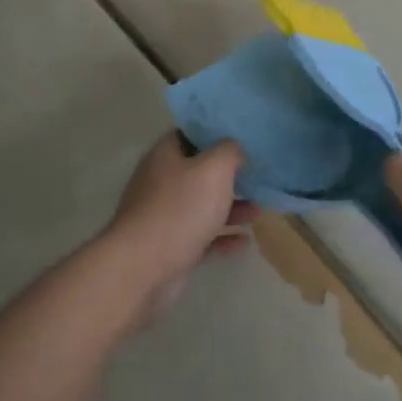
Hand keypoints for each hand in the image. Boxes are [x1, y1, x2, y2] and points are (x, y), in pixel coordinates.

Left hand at [100, 133, 256, 327]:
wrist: (143, 267)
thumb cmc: (180, 208)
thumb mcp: (214, 169)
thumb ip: (229, 151)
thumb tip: (233, 148)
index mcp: (165, 155)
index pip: (189, 133)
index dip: (215, 133)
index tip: (241, 138)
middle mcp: (160, 181)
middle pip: (198, 171)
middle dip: (227, 175)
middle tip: (256, 177)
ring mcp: (163, 215)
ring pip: (201, 205)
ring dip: (229, 207)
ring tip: (258, 211)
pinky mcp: (169, 246)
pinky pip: (200, 236)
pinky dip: (221, 237)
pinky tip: (244, 241)